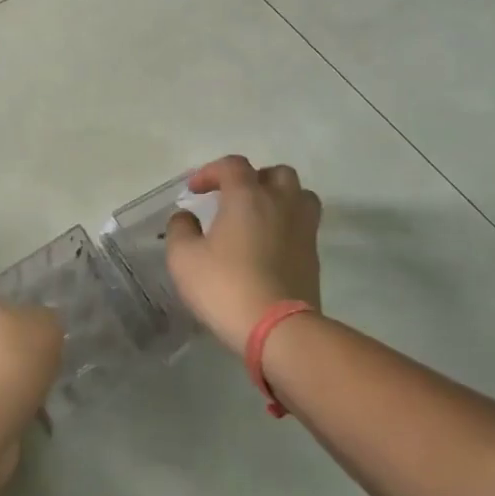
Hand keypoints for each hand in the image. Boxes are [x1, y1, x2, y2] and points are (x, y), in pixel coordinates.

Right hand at [165, 156, 322, 353]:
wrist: (278, 329)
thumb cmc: (225, 286)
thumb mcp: (184, 258)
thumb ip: (180, 229)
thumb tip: (186, 217)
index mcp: (247, 196)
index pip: (233, 165)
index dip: (211, 172)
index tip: (194, 191)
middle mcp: (280, 203)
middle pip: (276, 173)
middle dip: (253, 179)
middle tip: (233, 198)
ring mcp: (303, 228)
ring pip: (299, 195)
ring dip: (279, 197)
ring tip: (259, 216)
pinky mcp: (313, 255)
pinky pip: (304, 224)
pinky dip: (287, 224)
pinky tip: (270, 244)